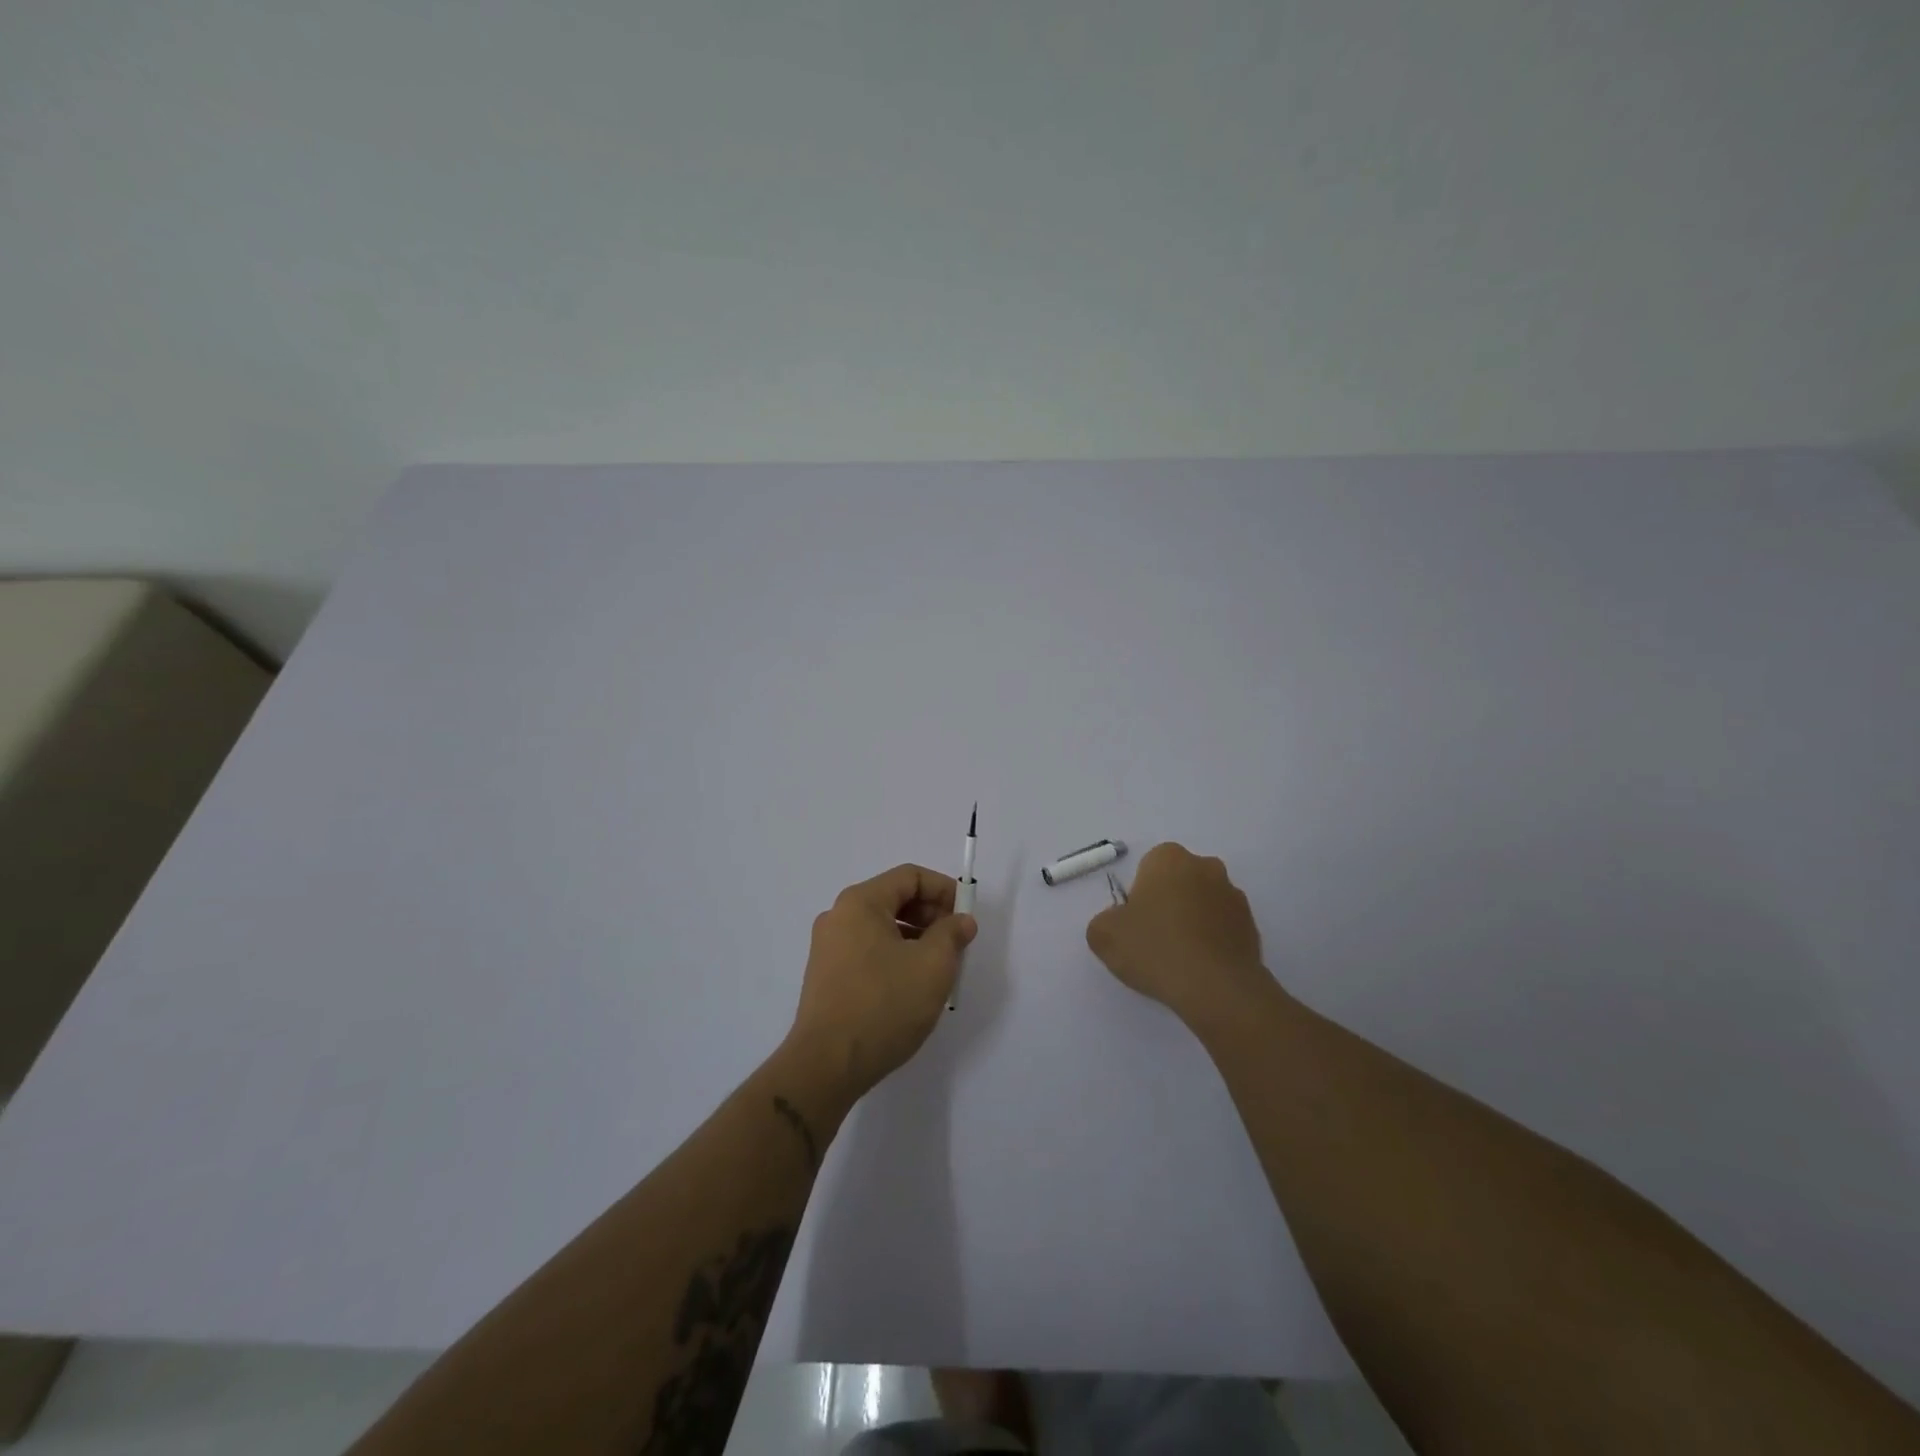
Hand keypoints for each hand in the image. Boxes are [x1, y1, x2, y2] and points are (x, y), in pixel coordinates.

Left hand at [788, 864, 977, 1098]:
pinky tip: (911, 985)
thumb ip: (952, 934)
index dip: (944, 890)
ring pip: (882, 927)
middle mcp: (838, 916)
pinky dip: (895, 955)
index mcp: (860, 903)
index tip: (966, 917)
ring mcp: (828, 947)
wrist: (827, 1065)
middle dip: (931, 914)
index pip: (910, 876)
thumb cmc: (884, 1005)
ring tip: (938, 968)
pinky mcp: (826, 975)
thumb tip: (960, 921)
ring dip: (915, 937)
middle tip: (956, 943)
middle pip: (894, 898)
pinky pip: (868, 950)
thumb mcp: (932, 966)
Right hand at [1086, 843, 1273, 1028]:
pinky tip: (1200, 968)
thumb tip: (1120, 922)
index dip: (1139, 896)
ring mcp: (1234, 896)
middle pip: (1178, 882)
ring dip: (1192, 922)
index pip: (1148, 868)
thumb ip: (1105, 920)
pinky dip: (1212, 942)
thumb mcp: (1103, 935)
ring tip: (1179, 959)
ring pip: (1203, 904)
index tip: (1136, 923)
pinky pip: (1223, 928)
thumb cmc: (1155, 949)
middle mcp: (1206, 867)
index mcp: (1170, 858)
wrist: (1216, 989)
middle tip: (1154, 940)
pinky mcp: (1253, 926)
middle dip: (1168, 903)